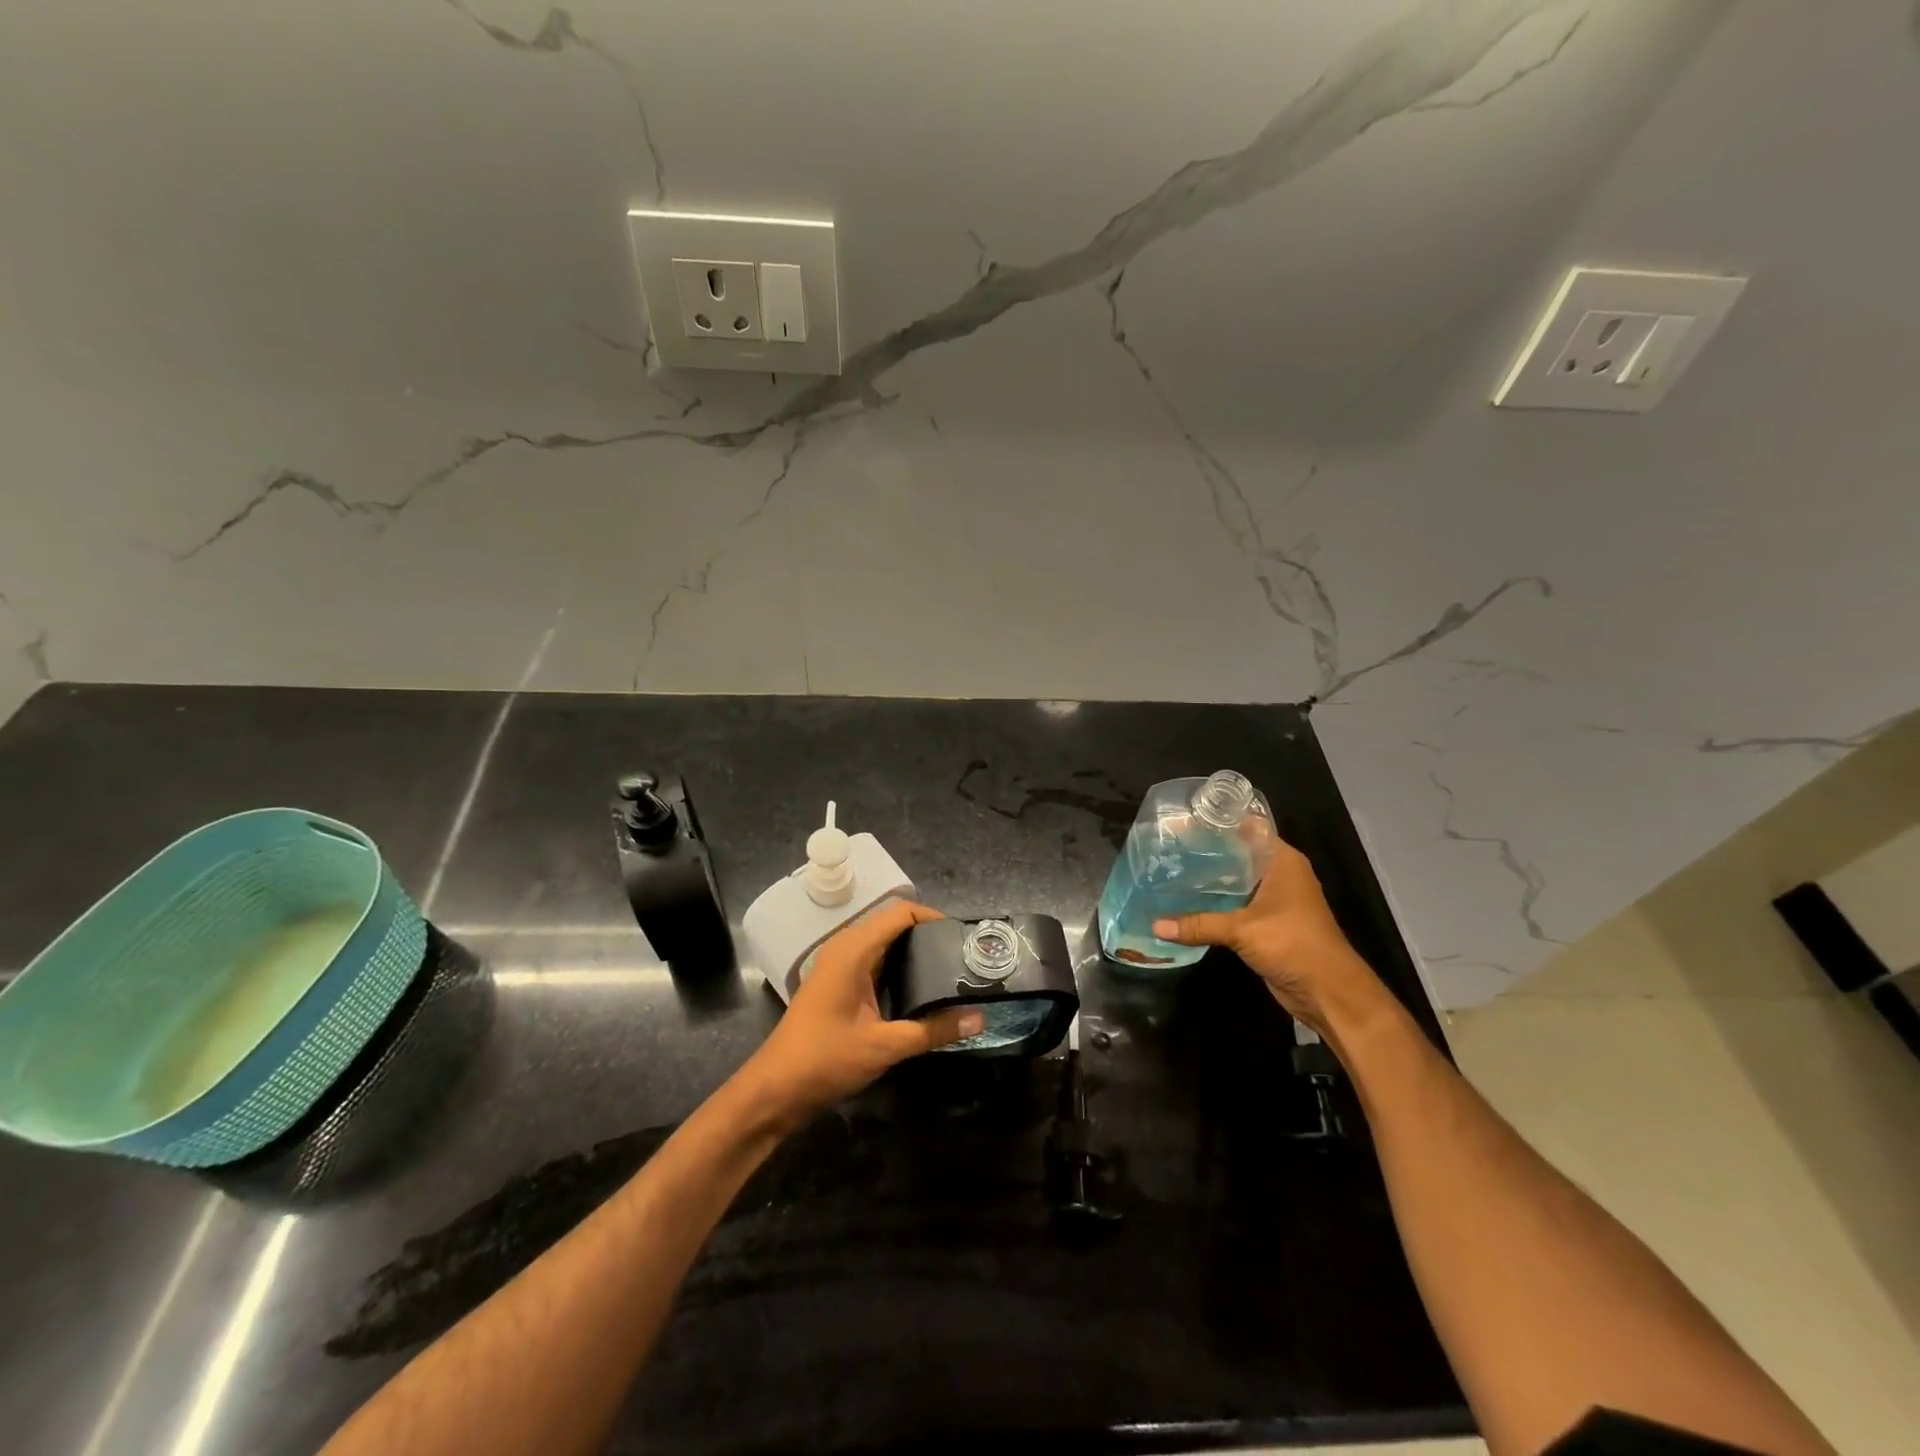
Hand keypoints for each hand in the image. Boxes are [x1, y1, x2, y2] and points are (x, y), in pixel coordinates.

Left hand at [739, 901, 982, 1122]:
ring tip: (949, 970)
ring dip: (913, 952)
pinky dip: (898, 967)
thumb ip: (934, 1030)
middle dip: (928, 935)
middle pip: (893, 924)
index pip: (900, 912)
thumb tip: (979, 1018)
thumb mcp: (885, 1045)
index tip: (962, 937)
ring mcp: (839, 966)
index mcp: (853, 949)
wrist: (775, 1089)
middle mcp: (845, 948)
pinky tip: (920, 990)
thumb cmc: (826, 1059)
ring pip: (883, 944)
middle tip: (962, 956)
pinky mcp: (838, 983)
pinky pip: (874, 961)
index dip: (933, 917)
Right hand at [1153, 837, 1384, 1034]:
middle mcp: (1278, 873)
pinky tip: (1185, 903)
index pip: (1247, 827)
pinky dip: (1214, 904)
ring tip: (1170, 872)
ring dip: (1208, 880)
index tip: (1183, 822)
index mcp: (1281, 860)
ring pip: (1234, 881)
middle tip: (1168, 848)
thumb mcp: (1242, 930)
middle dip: (1206, 852)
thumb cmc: (1293, 944)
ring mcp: (1274, 899)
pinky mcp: (1266, 922)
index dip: (1217, 823)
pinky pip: (1235, 905)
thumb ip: (1198, 924)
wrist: (1327, 991)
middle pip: (1237, 853)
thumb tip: (1155, 926)